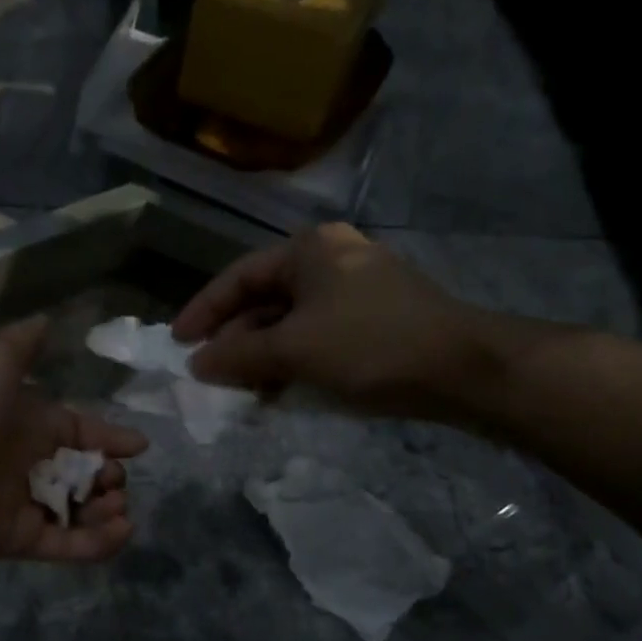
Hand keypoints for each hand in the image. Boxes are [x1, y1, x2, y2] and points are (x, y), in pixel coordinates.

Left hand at [0, 317, 148, 562]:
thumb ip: (22, 344)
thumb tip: (46, 321)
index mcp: (27, 424)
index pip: (77, 430)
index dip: (108, 437)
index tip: (139, 446)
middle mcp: (27, 464)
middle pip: (81, 474)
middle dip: (108, 476)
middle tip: (117, 480)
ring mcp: (24, 505)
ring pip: (78, 511)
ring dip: (105, 510)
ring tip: (119, 505)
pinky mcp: (20, 540)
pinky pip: (67, 544)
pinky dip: (98, 542)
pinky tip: (122, 531)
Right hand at [171, 223, 509, 418]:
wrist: (463, 368)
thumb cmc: (370, 345)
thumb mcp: (294, 349)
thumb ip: (239, 355)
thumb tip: (196, 364)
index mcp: (309, 249)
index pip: (238, 277)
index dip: (204, 311)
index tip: (177, 343)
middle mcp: (330, 259)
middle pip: (264, 299)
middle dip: (234, 338)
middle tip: (210, 373)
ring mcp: (355, 289)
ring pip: (290, 321)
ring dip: (262, 355)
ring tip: (243, 390)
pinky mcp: (373, 319)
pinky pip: (316, 336)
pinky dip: (293, 361)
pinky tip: (280, 390)